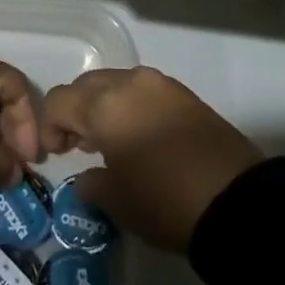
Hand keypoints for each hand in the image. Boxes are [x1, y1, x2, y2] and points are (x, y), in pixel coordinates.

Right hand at [41, 67, 261, 252]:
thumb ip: (90, 183)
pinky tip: (138, 137)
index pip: (59, 100)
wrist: (236, 201)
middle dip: (75, 112)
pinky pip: (143, 91)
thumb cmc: (164, 201)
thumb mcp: (117, 201)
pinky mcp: (184, 94)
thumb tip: (86, 176)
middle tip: (77, 147)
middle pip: (86, 86)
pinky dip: (130, 107)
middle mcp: (129, 83)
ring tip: (109, 143)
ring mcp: (160, 84)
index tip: (54, 156)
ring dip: (103, 107)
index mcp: (104, 104)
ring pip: (115, 84)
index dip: (48, 127)